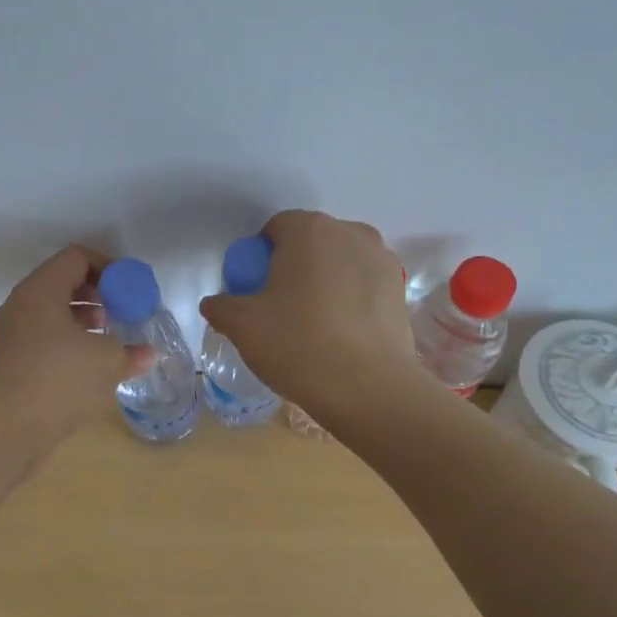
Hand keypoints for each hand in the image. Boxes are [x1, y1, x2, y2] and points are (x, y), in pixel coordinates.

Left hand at [0, 245, 153, 450]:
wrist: (6, 431)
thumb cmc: (59, 381)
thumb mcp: (107, 361)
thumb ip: (131, 352)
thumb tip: (148, 353)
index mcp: (40, 291)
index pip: (76, 258)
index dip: (108, 268)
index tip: (130, 291)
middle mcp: (21, 306)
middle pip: (63, 284)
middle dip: (97, 296)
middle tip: (123, 314)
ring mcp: (12, 336)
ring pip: (53, 315)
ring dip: (84, 323)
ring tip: (110, 342)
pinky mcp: (12, 364)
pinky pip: (45, 341)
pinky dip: (69, 345)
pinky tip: (91, 368)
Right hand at [198, 210, 416, 415]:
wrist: (369, 389)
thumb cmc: (299, 345)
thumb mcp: (243, 326)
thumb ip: (222, 307)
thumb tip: (216, 304)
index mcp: (309, 230)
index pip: (275, 228)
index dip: (260, 256)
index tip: (255, 290)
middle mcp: (350, 233)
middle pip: (311, 241)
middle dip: (293, 265)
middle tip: (280, 306)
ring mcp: (382, 260)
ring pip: (341, 261)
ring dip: (325, 280)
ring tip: (314, 322)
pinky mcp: (401, 289)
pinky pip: (364, 284)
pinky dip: (350, 298)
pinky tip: (341, 332)